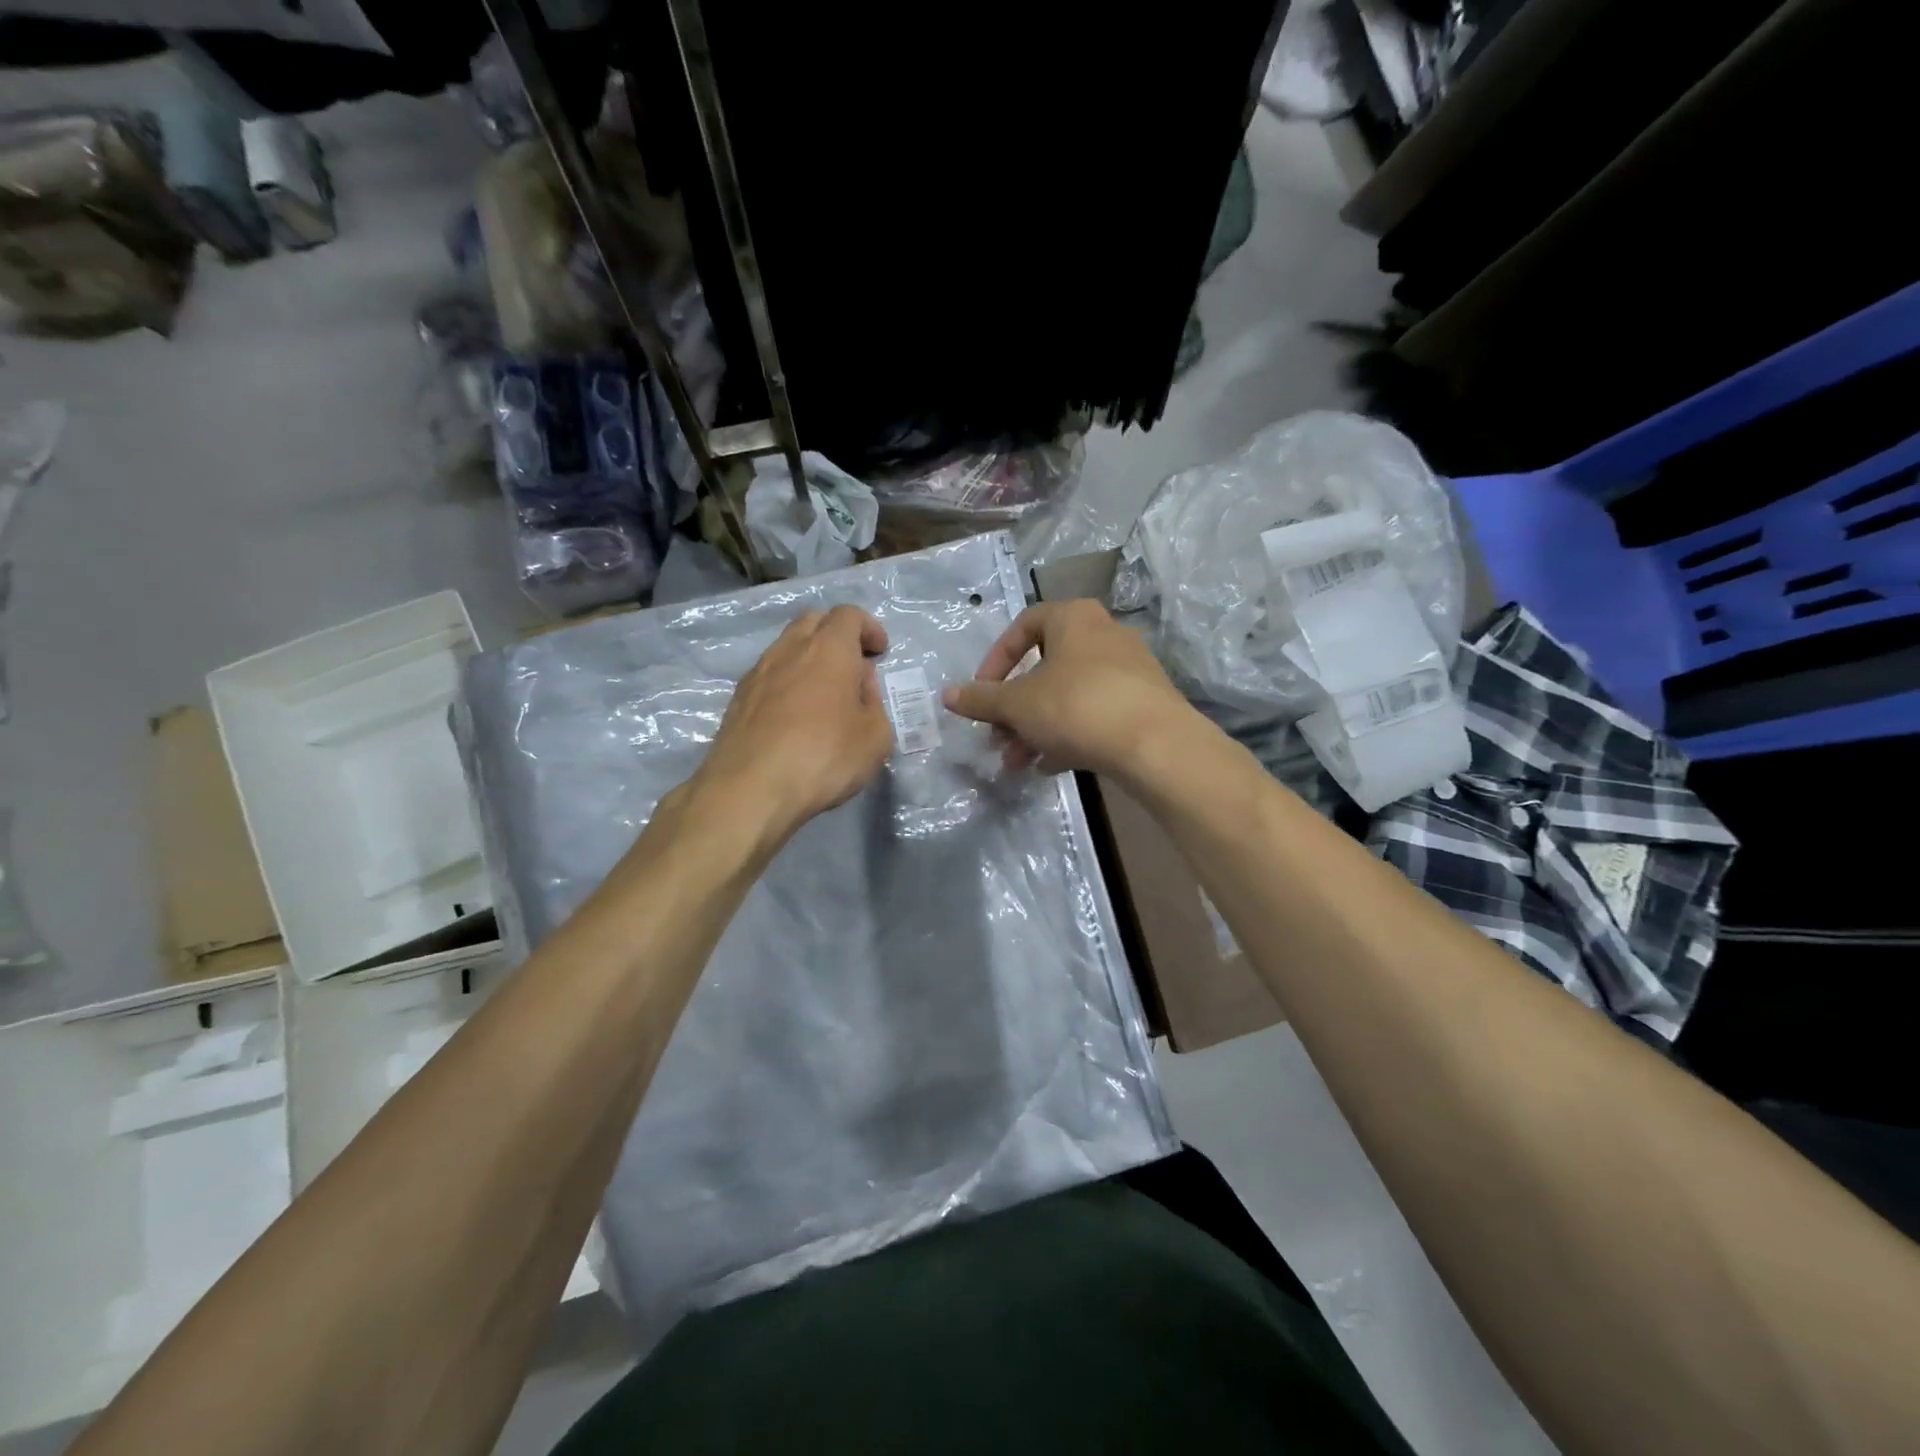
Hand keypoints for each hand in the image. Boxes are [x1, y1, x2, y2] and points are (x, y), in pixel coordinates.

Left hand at [691, 605, 894, 850]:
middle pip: (814, 621)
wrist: (750, 789)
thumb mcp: (875, 737)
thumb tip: (859, 685)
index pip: (849, 615)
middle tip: (853, 665)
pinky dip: (788, 681)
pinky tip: (795, 715)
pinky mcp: (738, 699)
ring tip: (824, 693)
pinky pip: (770, 675)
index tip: (880, 652)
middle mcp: (790, 650)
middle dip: (837, 634)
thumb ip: (874, 703)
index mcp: (829, 649)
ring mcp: (758, 672)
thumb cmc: (823, 757)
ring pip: (787, 646)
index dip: (869, 628)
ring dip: (810, 658)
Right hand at [942, 599, 1198, 781]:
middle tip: (997, 738)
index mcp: (1073, 618)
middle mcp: (1103, 634)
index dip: (995, 661)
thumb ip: (981, 699)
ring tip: (1017, 763)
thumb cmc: (1076, 706)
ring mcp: (1128, 669)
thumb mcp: (1018, 704)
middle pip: (1045, 667)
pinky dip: (1068, 735)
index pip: (1023, 626)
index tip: (982, 694)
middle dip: (1014, 708)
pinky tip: (1051, 766)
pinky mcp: (1143, 703)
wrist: (1155, 744)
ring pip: (1067, 695)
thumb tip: (947, 695)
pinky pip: (1094, 713)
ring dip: (1035, 728)